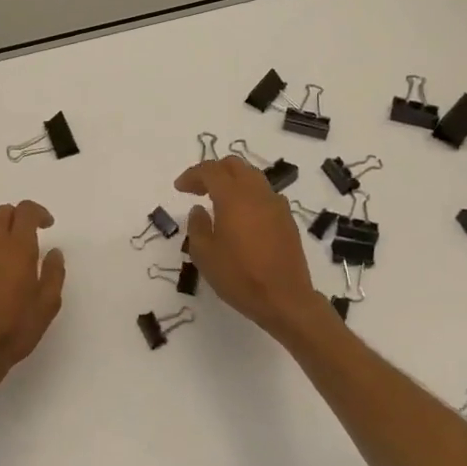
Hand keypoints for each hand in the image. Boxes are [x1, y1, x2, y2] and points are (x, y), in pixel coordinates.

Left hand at [0, 200, 66, 396]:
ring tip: (5, 263)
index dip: (38, 213)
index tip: (47, 225)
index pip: (26, 211)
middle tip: (28, 240)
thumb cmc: (14, 329)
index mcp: (18, 247)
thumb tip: (53, 252)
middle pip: (3, 213)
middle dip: (18, 220)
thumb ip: (54, 273)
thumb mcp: (47, 305)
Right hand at [175, 158, 331, 343]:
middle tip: (198, 188)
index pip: (210, 170)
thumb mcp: (205, 255)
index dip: (192, 175)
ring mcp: (276, 204)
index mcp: (234, 197)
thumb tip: (199, 209)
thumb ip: (197, 226)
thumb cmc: (240, 277)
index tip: (179, 188)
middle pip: (234, 165)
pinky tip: (241, 216)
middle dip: (213, 171)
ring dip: (233, 180)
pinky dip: (248, 195)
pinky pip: (264, 194)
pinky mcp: (287, 219)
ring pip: (252, 176)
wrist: (286, 299)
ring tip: (218, 200)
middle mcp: (257, 193)